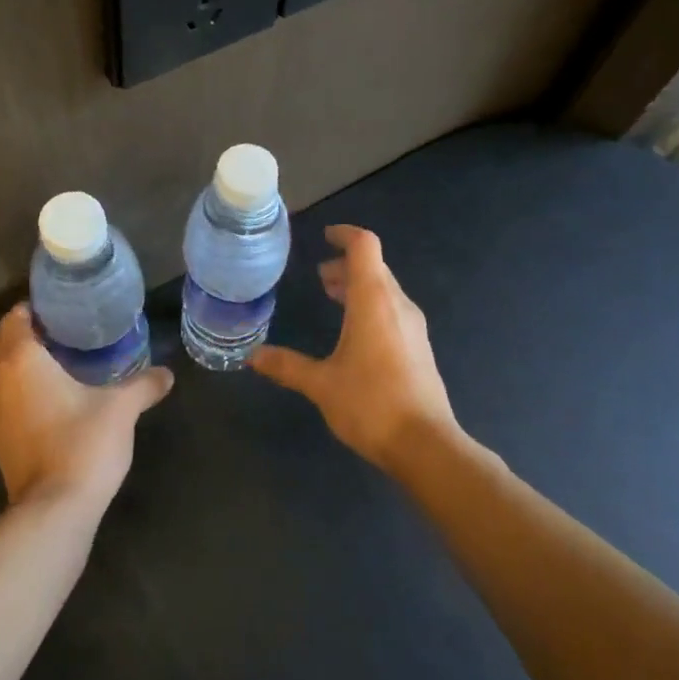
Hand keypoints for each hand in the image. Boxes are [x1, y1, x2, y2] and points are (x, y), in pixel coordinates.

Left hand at [0, 303, 172, 508]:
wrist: (54, 510)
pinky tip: (49, 399)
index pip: (13, 319)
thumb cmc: (83, 443)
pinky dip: (16, 391)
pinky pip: (1, 400)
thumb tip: (167, 374)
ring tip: (54, 363)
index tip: (59, 308)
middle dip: (22, 334)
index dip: (32, 309)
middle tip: (59, 332)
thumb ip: (144, 385)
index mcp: (21, 361)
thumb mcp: (122, 408)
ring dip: (15, 364)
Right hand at [252, 225, 457, 469]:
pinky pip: (393, 309)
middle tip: (320, 276)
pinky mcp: (419, 347)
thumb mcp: (321, 385)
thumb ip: (287, 365)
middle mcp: (397, 304)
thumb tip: (252, 356)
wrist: (426, 445)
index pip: (364, 246)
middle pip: (374, 267)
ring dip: (359, 286)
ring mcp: (413, 326)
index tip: (325, 236)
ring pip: (385, 289)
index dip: (345, 234)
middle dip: (346, 265)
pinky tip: (354, 332)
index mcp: (374, 301)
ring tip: (332, 296)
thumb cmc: (371, 405)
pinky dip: (371, 305)